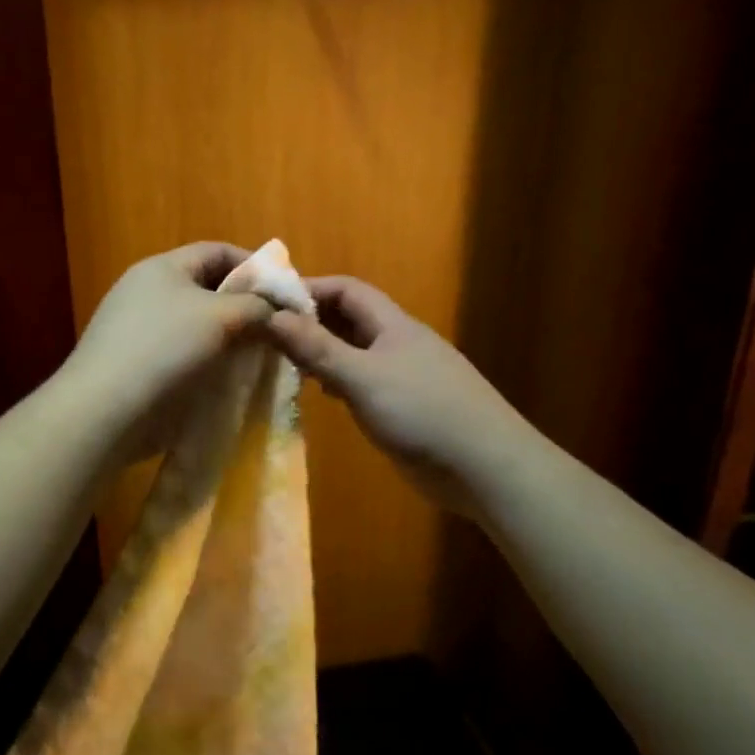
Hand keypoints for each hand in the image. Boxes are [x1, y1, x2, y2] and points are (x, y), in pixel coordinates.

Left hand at [61, 242, 273, 461]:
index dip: (255, 265)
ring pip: (198, 325)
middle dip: (245, 305)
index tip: (286, 291)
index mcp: (163, 268)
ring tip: (262, 355)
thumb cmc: (164, 348)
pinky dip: (210, 361)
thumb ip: (254, 306)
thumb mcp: (219, 316)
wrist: (105, 409)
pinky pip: (185, 354)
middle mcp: (148, 292)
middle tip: (279, 328)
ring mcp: (140, 330)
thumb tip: (274, 310)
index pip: (217, 251)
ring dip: (231, 337)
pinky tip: (230, 379)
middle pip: (208, 288)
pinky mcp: (139, 365)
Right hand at [263, 277, 518, 516]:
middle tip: (269, 335)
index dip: (310, 288)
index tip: (270, 301)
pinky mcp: (404, 407)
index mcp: (393, 325)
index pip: (347, 290)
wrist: (484, 466)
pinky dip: (339, 381)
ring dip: (323, 353)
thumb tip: (271, 317)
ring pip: (355, 353)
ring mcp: (403, 376)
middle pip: (350, 320)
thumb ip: (317, 348)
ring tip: (286, 363)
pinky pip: (364, 383)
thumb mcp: (362, 377)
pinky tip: (323, 394)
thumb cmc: (421, 412)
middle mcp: (398, 344)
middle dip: (312, 321)